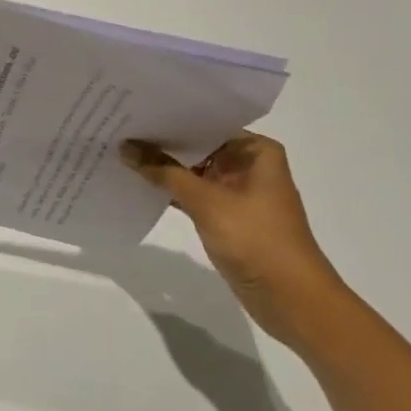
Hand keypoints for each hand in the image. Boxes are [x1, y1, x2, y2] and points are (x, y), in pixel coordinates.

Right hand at [121, 132, 348, 346]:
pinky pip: (193, 195)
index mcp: (255, 151)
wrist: (291, 299)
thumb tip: (125, 147)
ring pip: (193, 171)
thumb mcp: (206, 201)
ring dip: (163, 168)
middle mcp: (248, 165)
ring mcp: (237, 192)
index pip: (206, 122)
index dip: (170, 117)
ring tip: (121, 152)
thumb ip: (164, 172)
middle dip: (161, 142)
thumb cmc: (256, 239)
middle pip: (198, 146)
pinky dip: (171, 191)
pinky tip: (138, 184)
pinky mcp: (227, 217)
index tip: (134, 110)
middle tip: (119, 128)